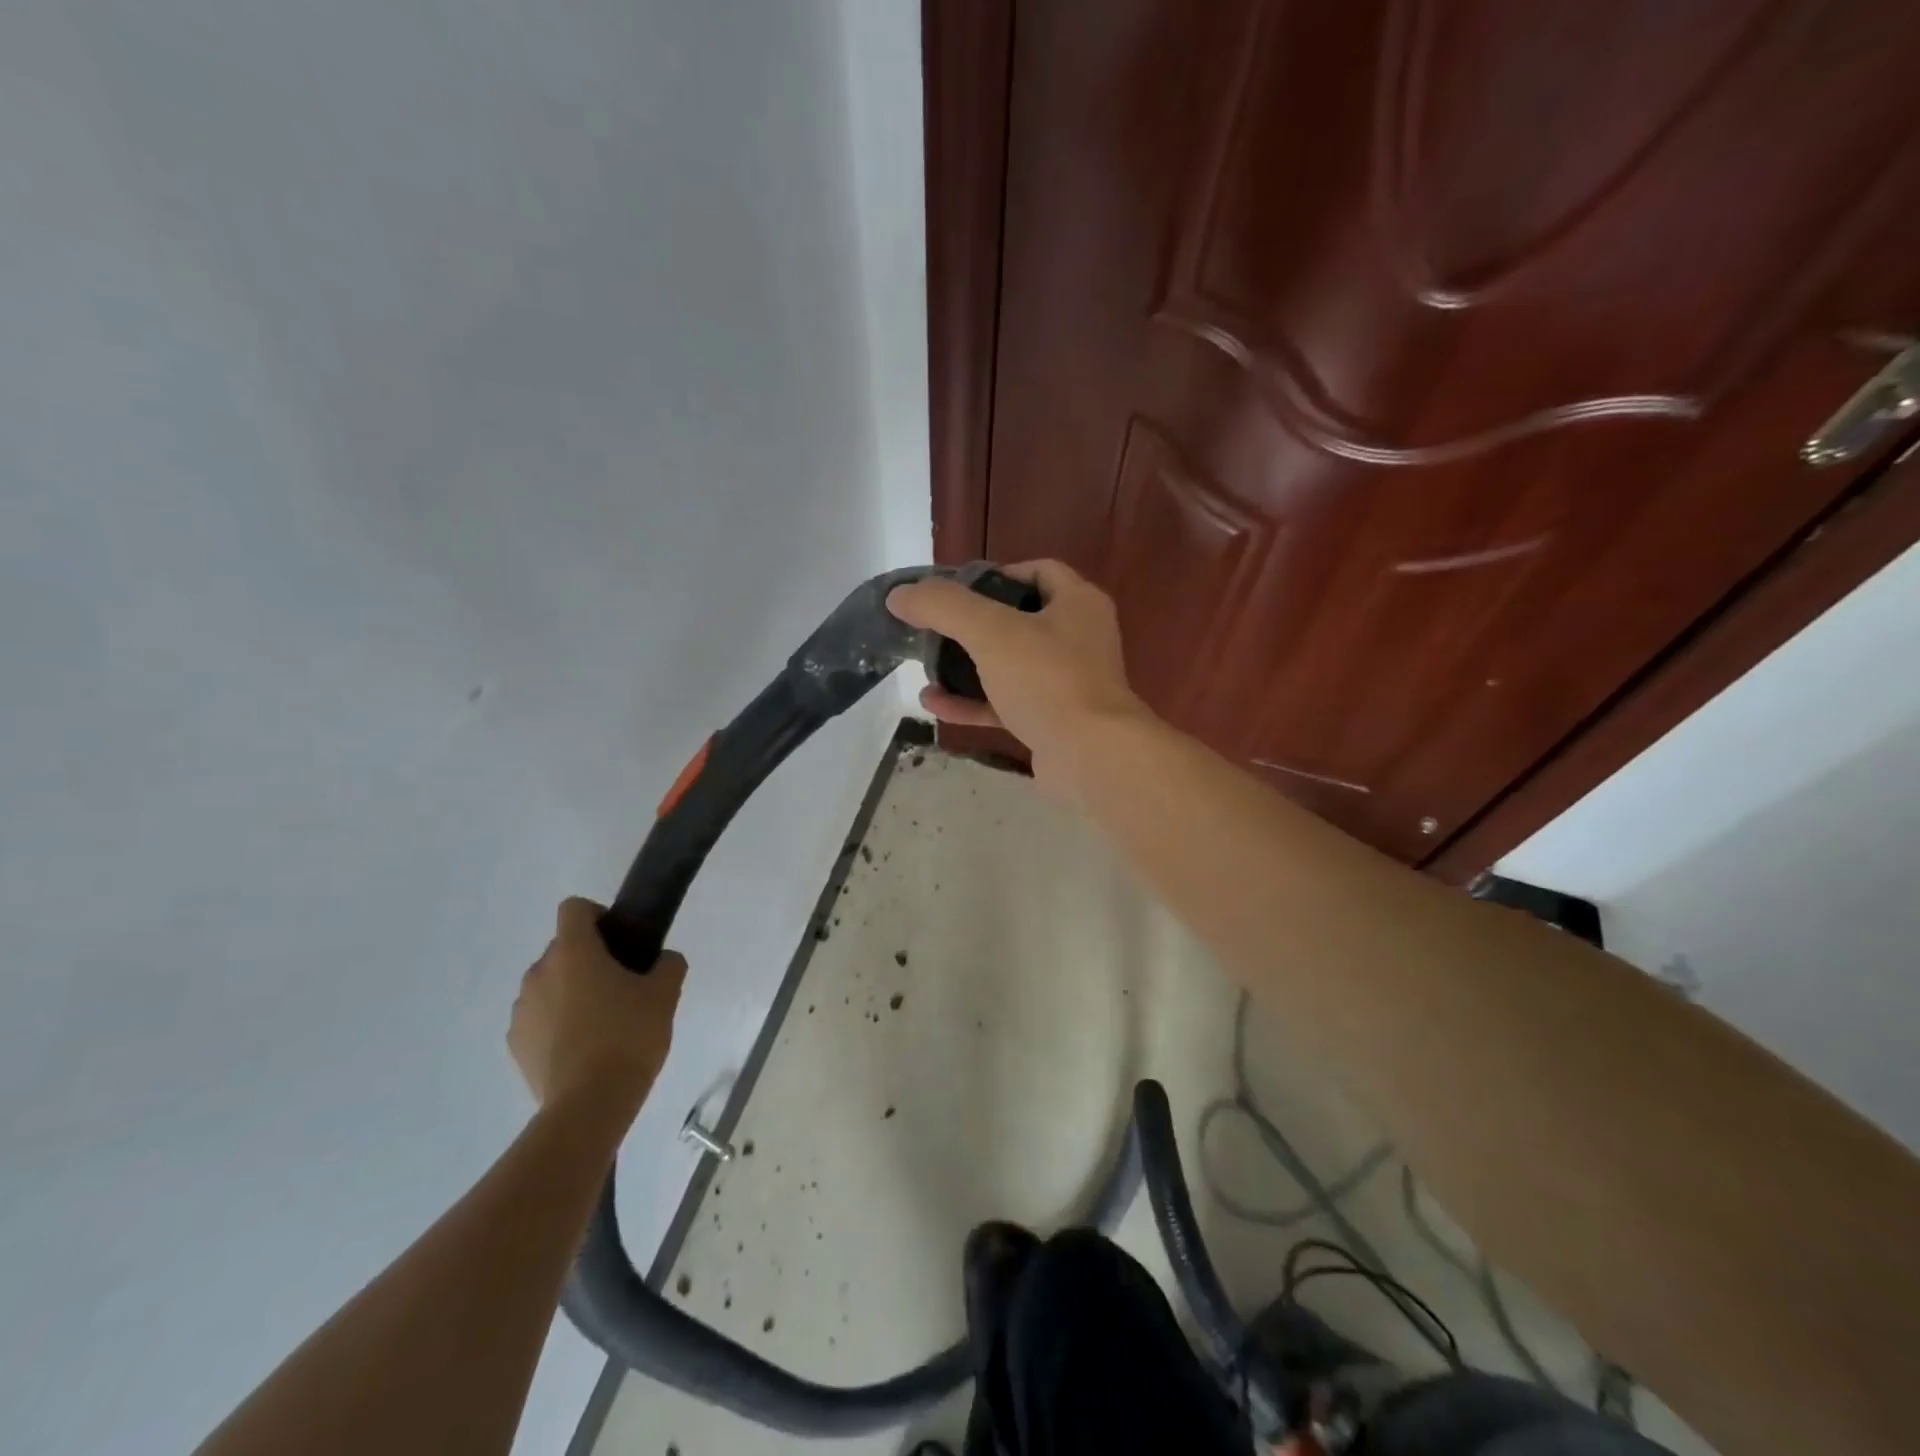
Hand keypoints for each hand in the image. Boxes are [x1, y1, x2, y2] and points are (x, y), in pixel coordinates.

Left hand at [509, 897, 684, 1117]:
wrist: (589, 1104)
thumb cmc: (628, 1035)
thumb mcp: (665, 994)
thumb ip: (668, 965)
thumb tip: (662, 960)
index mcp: (573, 952)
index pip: (574, 908)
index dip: (598, 916)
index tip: (621, 941)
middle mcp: (539, 972)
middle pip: (563, 948)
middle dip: (588, 958)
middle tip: (621, 985)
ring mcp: (522, 1010)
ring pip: (549, 983)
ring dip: (570, 991)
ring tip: (601, 1022)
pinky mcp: (515, 1044)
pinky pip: (538, 1017)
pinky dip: (556, 1022)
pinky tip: (581, 1048)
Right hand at [886, 560, 1149, 790]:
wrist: (1091, 757)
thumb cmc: (1048, 680)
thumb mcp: (992, 632)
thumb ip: (944, 607)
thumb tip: (900, 595)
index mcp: (1078, 603)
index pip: (1038, 571)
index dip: (997, 575)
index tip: (958, 591)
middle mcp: (1078, 638)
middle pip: (1019, 620)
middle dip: (974, 625)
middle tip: (936, 629)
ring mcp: (1067, 683)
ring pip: (1010, 666)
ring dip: (967, 667)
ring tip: (926, 669)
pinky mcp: (1053, 721)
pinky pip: (1007, 704)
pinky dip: (974, 703)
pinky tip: (935, 704)